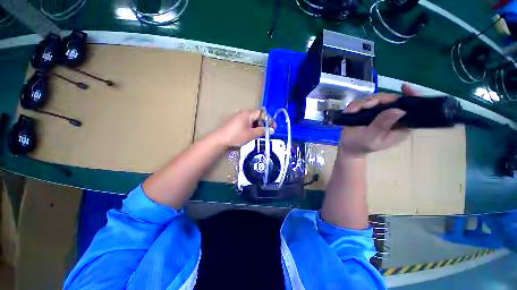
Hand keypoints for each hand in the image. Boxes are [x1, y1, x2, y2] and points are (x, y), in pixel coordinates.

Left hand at [215, 109, 275, 147]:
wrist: (220, 139)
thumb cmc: (236, 136)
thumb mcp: (251, 134)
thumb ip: (262, 131)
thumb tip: (272, 130)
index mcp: (248, 113)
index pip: (262, 114)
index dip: (269, 120)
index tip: (274, 128)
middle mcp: (244, 112)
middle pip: (257, 116)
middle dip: (263, 124)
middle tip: (267, 132)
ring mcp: (239, 116)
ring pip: (252, 119)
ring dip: (258, 126)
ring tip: (260, 134)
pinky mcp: (236, 120)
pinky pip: (247, 121)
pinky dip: (252, 126)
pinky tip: (252, 133)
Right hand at [338, 84, 417, 157]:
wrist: (347, 147)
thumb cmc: (360, 145)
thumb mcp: (372, 137)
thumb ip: (382, 125)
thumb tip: (399, 110)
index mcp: (399, 126)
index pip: (411, 109)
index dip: (411, 97)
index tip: (405, 87)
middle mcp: (391, 116)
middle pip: (390, 99)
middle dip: (377, 100)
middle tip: (366, 105)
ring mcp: (378, 113)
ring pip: (375, 98)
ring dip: (363, 103)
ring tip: (353, 111)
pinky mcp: (367, 111)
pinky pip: (363, 102)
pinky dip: (355, 105)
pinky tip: (350, 111)